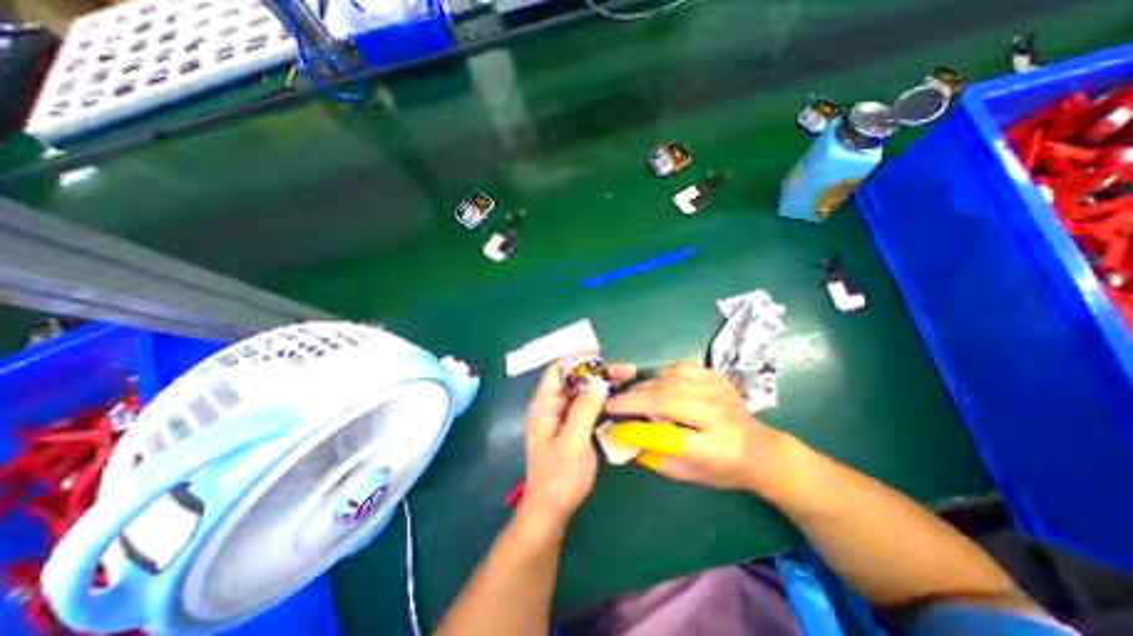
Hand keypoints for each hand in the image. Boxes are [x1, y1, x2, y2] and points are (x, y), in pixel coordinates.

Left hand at [517, 358, 635, 531]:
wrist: (552, 510)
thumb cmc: (558, 478)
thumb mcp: (572, 443)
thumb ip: (583, 411)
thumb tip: (598, 383)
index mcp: (544, 407)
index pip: (556, 371)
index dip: (575, 358)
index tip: (598, 352)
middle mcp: (551, 406)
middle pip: (573, 378)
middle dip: (596, 370)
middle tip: (625, 370)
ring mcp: (562, 416)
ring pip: (582, 390)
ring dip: (602, 383)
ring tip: (626, 379)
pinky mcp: (572, 425)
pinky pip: (586, 404)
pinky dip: (601, 398)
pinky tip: (617, 397)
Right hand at [610, 363, 790, 492]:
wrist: (759, 447)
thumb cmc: (722, 467)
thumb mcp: (689, 474)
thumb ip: (655, 456)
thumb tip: (625, 436)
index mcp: (714, 448)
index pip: (669, 435)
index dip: (637, 428)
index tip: (613, 424)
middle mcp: (717, 414)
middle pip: (667, 399)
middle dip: (634, 399)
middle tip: (613, 403)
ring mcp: (717, 390)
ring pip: (670, 380)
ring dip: (644, 386)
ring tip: (631, 395)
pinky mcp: (715, 375)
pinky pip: (679, 367)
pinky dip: (660, 374)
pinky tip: (654, 384)